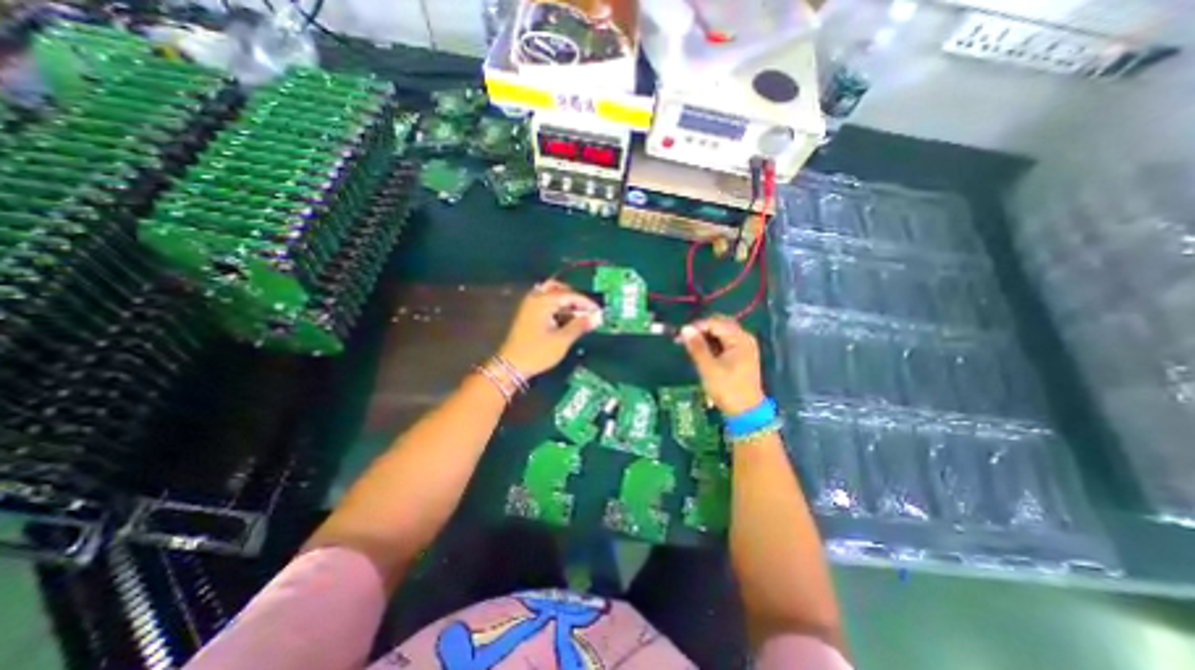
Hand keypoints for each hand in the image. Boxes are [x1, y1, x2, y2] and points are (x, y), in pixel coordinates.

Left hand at [501, 280, 603, 378]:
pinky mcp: (528, 314)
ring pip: (552, 295)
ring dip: (566, 302)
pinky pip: (546, 303)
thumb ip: (580, 325)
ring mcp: (530, 305)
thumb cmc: (537, 352)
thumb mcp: (562, 340)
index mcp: (543, 301)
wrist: (511, 366)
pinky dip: (558, 307)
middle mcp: (535, 298)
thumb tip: (598, 316)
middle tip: (587, 310)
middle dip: (575, 298)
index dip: (586, 302)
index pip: (570, 295)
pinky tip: (566, 319)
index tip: (599, 311)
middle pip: (559, 288)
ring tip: (579, 316)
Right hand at [675, 315, 758, 413]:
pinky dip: (712, 344)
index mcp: (739, 339)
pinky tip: (701, 351)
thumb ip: (697, 346)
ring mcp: (744, 347)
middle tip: (684, 339)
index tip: (679, 335)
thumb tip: (684, 328)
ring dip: (705, 336)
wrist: (746, 412)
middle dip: (701, 329)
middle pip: (720, 325)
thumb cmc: (727, 389)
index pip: (715, 323)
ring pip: (721, 333)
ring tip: (690, 345)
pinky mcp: (741, 356)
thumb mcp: (709, 368)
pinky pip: (724, 342)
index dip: (696, 326)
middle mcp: (744, 339)